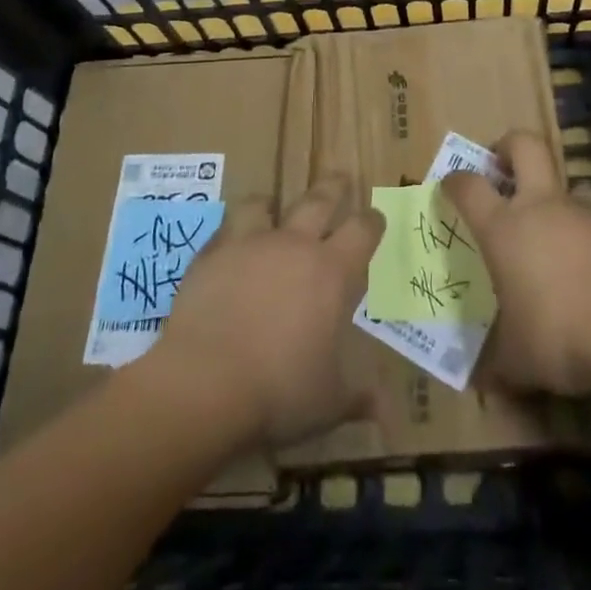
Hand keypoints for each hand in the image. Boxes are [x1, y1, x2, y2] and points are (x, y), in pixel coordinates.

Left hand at [152, 174, 383, 447]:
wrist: (204, 383)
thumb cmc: (279, 391)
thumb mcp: (329, 402)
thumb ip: (358, 397)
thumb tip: (385, 410)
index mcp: (332, 272)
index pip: (362, 230)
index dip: (372, 221)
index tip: (375, 219)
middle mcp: (294, 246)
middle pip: (319, 199)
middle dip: (334, 187)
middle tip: (340, 179)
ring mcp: (250, 244)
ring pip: (264, 204)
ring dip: (271, 204)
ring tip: (270, 206)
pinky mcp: (211, 255)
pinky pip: (225, 231)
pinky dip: (231, 234)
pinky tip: (228, 246)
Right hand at [442, 132, 590, 396]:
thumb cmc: (560, 334)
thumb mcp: (518, 359)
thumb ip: (497, 361)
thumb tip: (481, 379)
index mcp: (504, 228)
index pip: (469, 186)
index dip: (455, 181)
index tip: (449, 186)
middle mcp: (541, 206)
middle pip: (525, 146)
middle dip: (508, 146)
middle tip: (501, 165)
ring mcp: (585, 213)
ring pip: (567, 182)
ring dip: (555, 195)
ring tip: (552, 230)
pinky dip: (586, 234)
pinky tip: (588, 269)